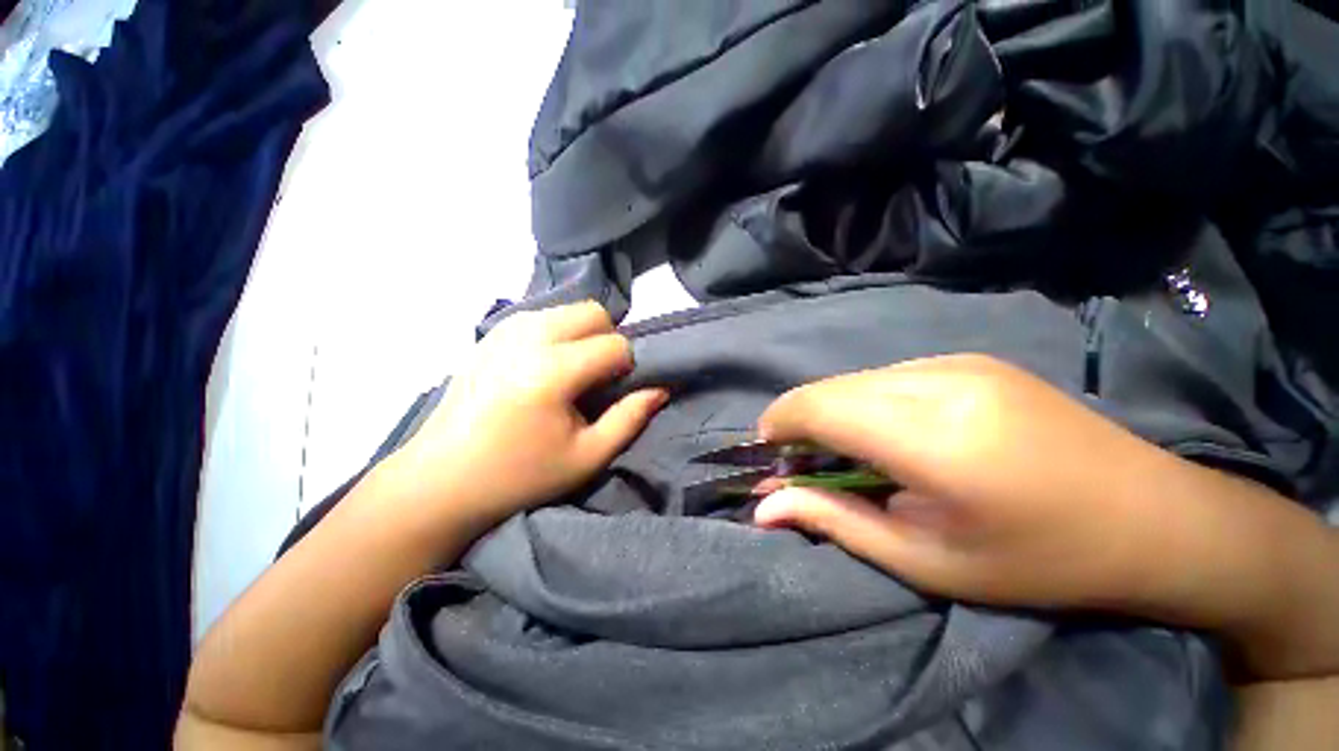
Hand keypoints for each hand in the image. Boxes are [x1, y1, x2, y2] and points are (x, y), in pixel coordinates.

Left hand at [390, 301, 666, 531]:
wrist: (441, 479)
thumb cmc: (519, 475)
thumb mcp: (586, 457)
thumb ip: (630, 418)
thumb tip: (660, 389)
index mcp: (552, 370)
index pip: (615, 344)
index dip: (627, 367)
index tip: (614, 393)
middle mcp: (528, 337)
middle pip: (593, 313)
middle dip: (607, 340)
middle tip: (597, 378)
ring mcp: (505, 330)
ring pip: (568, 310)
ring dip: (582, 336)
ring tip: (571, 373)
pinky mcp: (491, 334)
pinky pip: (542, 316)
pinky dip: (557, 334)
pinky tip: (544, 367)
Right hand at [752, 354, 1181, 610]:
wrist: (1153, 515)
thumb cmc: (1039, 559)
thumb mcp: (928, 562)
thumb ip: (835, 521)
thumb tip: (763, 506)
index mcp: (932, 437)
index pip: (818, 406)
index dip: (779, 425)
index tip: (769, 457)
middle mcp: (938, 380)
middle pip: (830, 388)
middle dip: (800, 422)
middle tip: (805, 464)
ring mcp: (956, 361)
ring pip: (854, 379)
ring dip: (832, 412)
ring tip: (849, 454)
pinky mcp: (967, 358)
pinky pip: (884, 376)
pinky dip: (864, 402)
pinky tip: (890, 435)